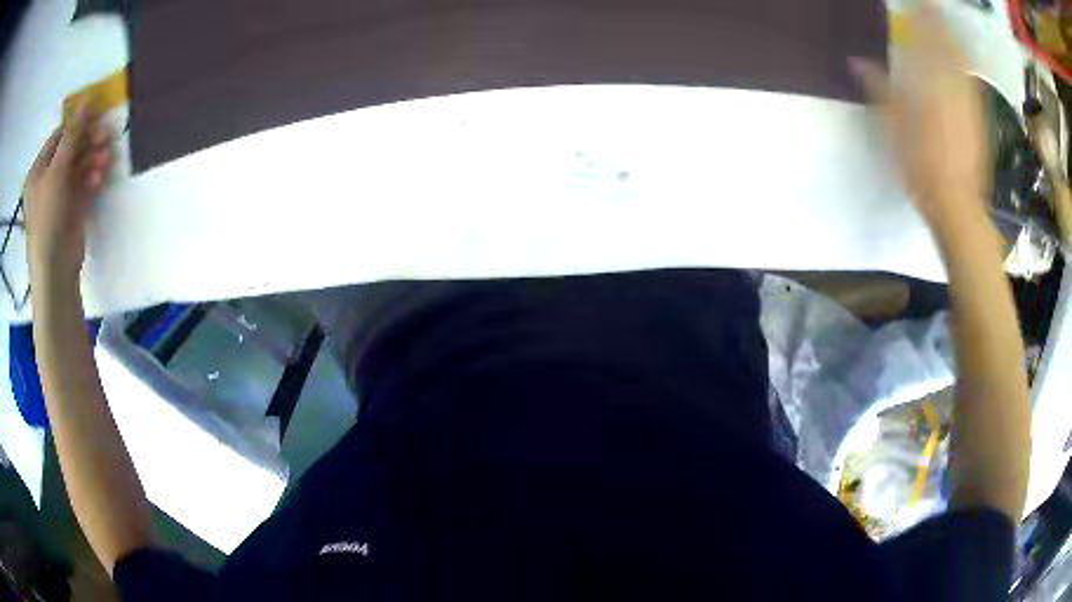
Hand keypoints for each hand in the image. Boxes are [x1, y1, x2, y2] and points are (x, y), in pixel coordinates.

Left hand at [23, 105, 112, 285]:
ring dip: (93, 160)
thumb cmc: (48, 216)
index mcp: (38, 171)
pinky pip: (83, 186)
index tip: (96, 114)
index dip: (76, 124)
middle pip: (70, 151)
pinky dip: (92, 179)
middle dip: (88, 142)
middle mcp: (47, 181)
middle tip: (106, 135)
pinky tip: (100, 177)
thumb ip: (72, 135)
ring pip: (79, 168)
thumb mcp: (57, 171)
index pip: (58, 137)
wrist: (54, 269)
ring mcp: (59, 197)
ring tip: (107, 158)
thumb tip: (86, 101)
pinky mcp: (71, 210)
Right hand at [851, 6, 988, 231]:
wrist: (958, 206)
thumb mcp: (893, 129)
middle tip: (927, 6)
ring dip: (950, 36)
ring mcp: (969, 100)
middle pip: (946, 42)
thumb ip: (878, 89)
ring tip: (941, 23)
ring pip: (960, 57)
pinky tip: (958, 56)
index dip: (920, 15)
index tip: (913, 1)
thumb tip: (855, 61)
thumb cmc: (922, 169)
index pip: (924, 37)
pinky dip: (962, 59)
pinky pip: (969, 77)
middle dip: (936, 20)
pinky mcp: (978, 115)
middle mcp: (952, 85)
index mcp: (929, 82)